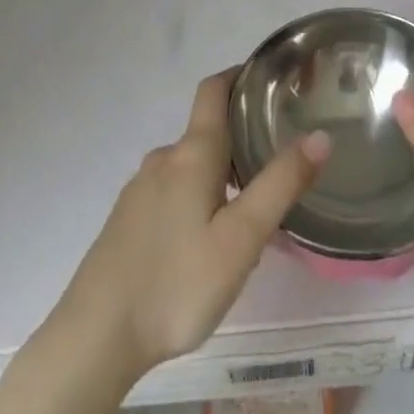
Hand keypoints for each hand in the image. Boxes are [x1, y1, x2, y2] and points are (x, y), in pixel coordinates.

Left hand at [54, 69, 330, 375]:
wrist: (94, 339)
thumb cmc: (176, 283)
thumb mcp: (241, 239)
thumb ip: (280, 185)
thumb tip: (319, 135)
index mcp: (192, 153)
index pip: (214, 89)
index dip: (239, 75)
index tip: (269, 78)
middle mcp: (164, 159)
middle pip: (206, 131)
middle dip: (240, 137)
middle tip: (277, 160)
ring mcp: (140, 189)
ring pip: (189, 166)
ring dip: (219, 174)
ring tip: (250, 210)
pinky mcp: (127, 220)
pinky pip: (171, 192)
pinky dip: (197, 199)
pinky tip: (207, 242)